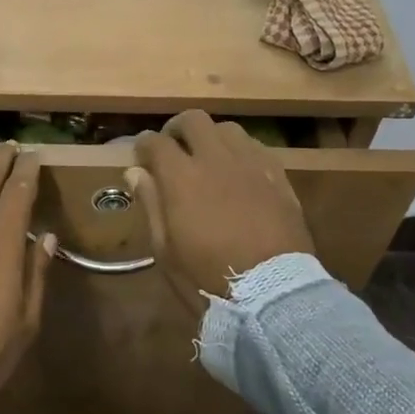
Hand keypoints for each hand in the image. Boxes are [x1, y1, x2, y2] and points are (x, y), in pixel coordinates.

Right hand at [126, 111, 315, 315]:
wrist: (272, 294)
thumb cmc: (207, 278)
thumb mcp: (166, 250)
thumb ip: (151, 204)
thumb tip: (136, 172)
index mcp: (182, 177)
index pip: (155, 142)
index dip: (144, 145)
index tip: (141, 157)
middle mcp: (216, 159)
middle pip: (193, 120)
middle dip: (177, 129)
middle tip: (173, 147)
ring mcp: (251, 164)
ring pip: (227, 129)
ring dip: (211, 137)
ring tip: (208, 157)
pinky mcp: (278, 176)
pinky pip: (256, 148)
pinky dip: (240, 152)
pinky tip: (239, 171)